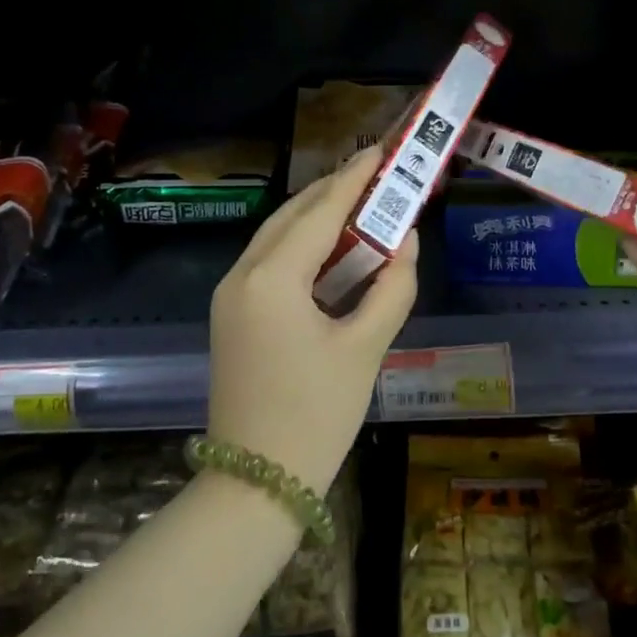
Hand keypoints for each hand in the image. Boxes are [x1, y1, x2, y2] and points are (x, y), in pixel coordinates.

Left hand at [206, 148, 418, 493]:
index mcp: (271, 279)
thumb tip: (406, 241)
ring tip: (362, 204)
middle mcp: (242, 275)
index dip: (354, 178)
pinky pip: (270, 262)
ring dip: (318, 217)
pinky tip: (333, 249)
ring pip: (277, 236)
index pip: (319, 211)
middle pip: (293, 216)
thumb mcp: (365, 349)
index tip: (381, 150)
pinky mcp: (232, 315)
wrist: (255, 485)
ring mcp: (230, 295)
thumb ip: (392, 287)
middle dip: (334, 192)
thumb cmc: (316, 416)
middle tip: (377, 176)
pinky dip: (303, 246)